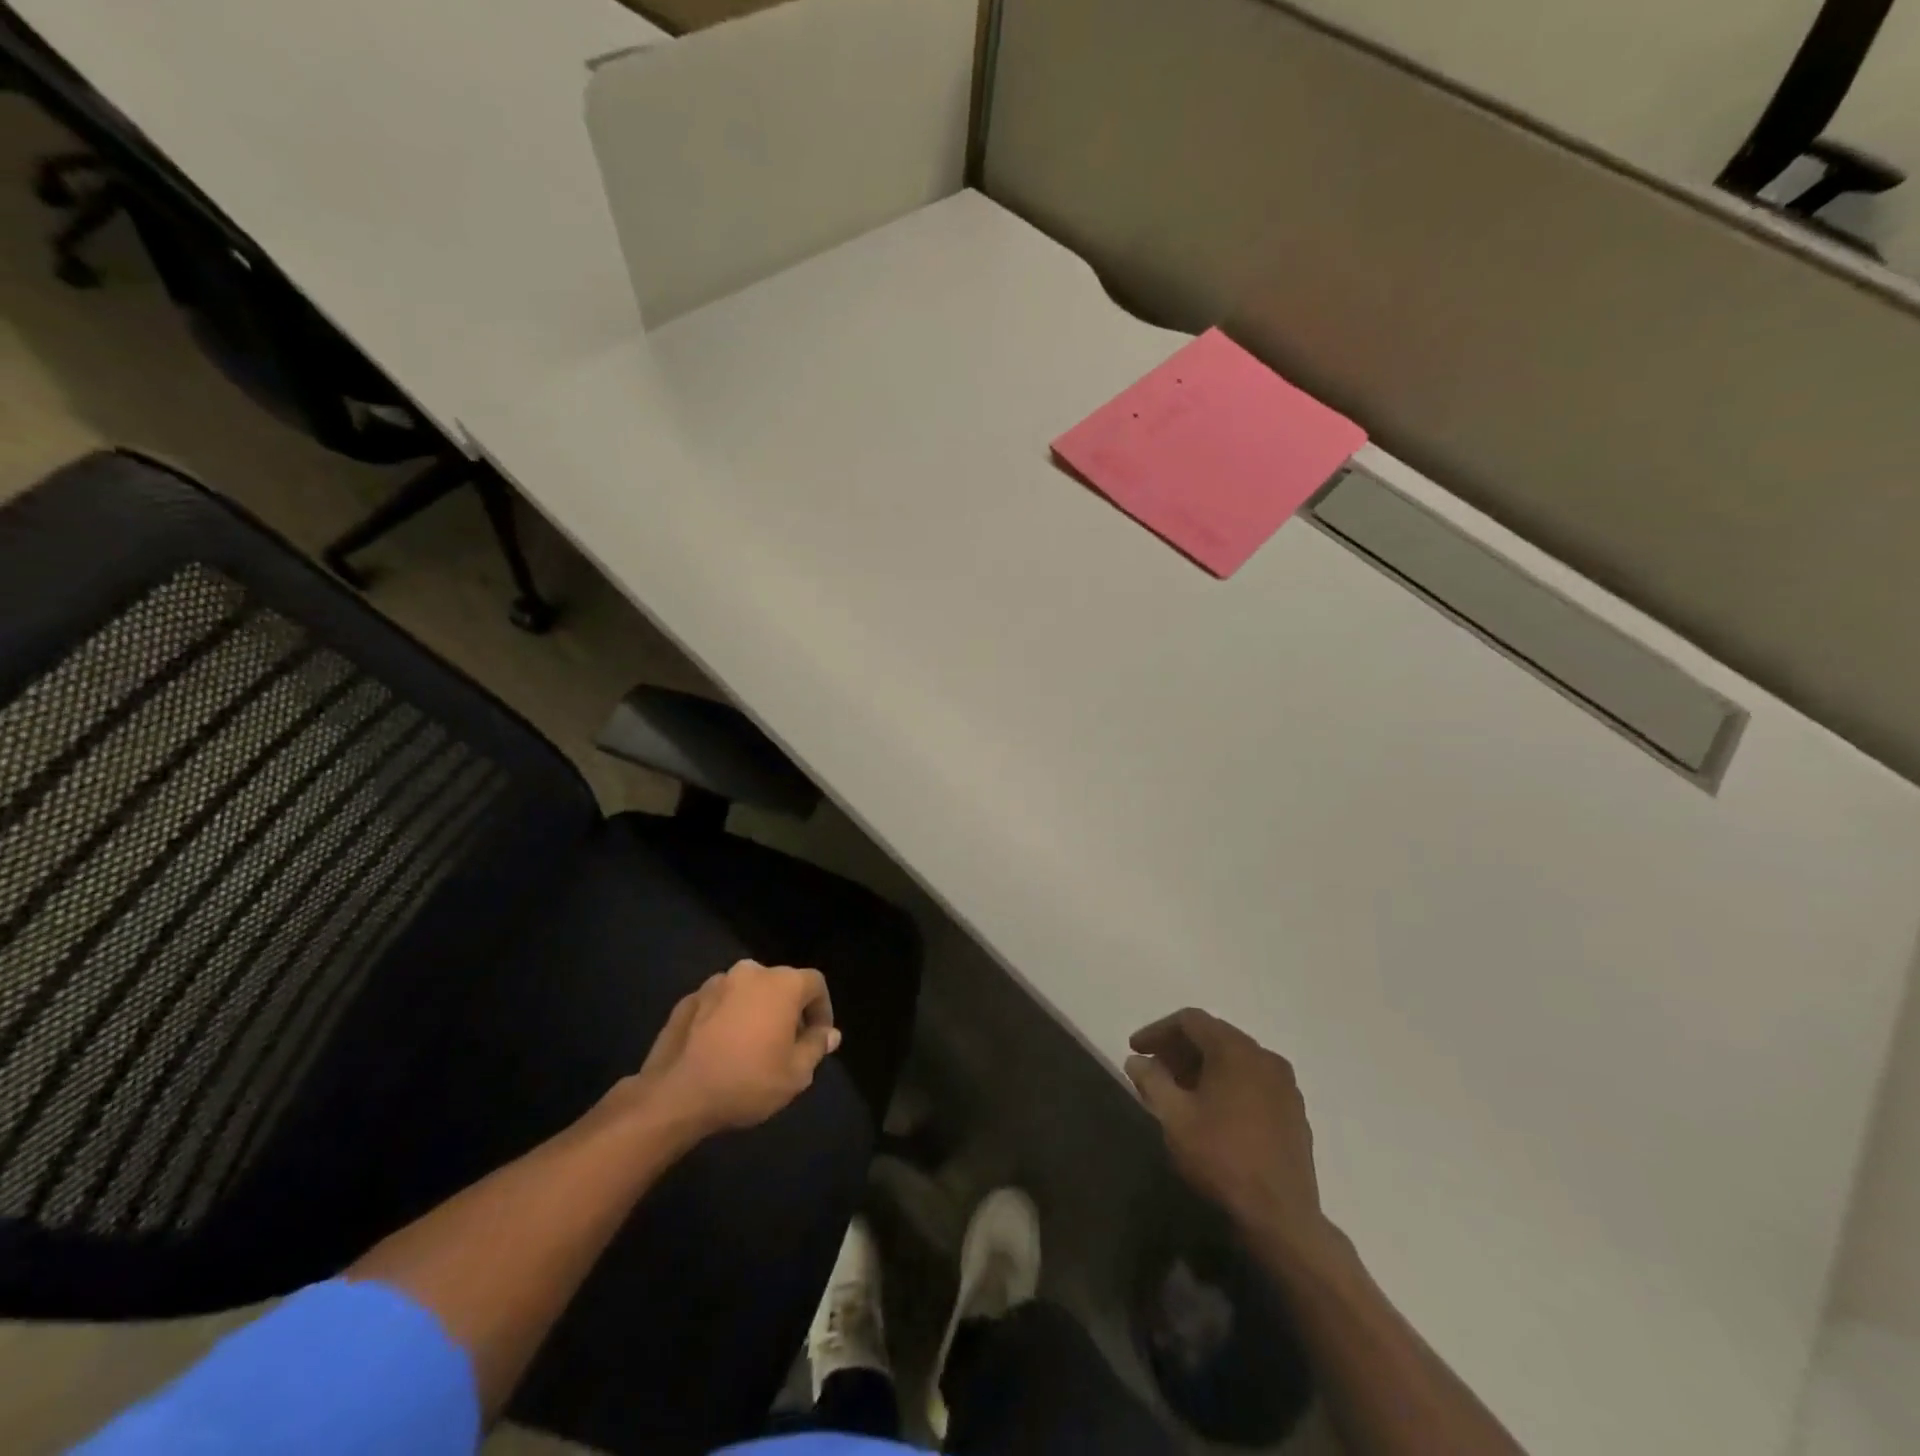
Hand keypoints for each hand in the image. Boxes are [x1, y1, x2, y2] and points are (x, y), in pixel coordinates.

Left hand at [611, 960, 840, 1139]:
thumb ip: (817, 1047)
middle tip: (785, 1044)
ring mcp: (715, 983)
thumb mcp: (795, 1074)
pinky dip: (725, 1019)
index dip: (822, 1010)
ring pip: (747, 992)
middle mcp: (750, 972)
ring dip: (754, 1012)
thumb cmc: (746, 1081)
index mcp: (782, 984)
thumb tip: (830, 1034)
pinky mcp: (687, 1000)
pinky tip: (720, 1049)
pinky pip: (718, 1004)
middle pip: (780, 984)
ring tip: (750, 1046)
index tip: (817, 1038)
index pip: (815, 984)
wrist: (675, 1095)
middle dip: (787, 1010)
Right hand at [1126, 1009, 1337, 1269]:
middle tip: (1153, 1068)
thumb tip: (1137, 1061)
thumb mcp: (1174, 1117)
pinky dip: (1227, 1084)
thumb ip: (1151, 1080)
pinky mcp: (1294, 1113)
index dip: (1157, 1031)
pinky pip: (1253, 1082)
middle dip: (1179, 1048)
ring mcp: (1285, 1086)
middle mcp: (1265, 1058)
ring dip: (1202, 1066)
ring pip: (1236, 1060)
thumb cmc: (1221, 1159)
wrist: (1280, 1220)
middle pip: (1215, 1036)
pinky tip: (1211, 1110)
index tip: (1135, 1049)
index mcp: (1237, 1050)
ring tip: (1177, 1090)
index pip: (1191, 1020)